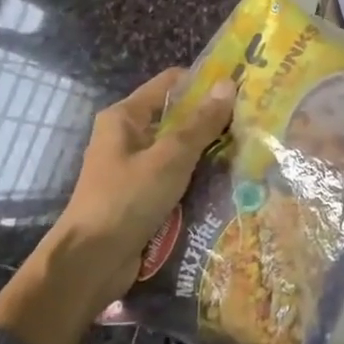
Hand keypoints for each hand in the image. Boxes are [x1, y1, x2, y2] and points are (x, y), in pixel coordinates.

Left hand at [52, 67, 235, 282]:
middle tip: (252, 120)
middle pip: (176, 116)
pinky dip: (197, 176)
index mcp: (125, 117)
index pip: (170, 83)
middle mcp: (127, 136)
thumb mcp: (169, 158)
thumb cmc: (127, 200)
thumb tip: (228, 85)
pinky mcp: (141, 195)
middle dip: (211, 118)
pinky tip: (227, 180)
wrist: (91, 262)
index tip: (241, 88)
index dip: (204, 81)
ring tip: (248, 149)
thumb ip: (200, 123)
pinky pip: (175, 176)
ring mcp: (133, 167)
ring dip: (207, 150)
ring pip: (178, 148)